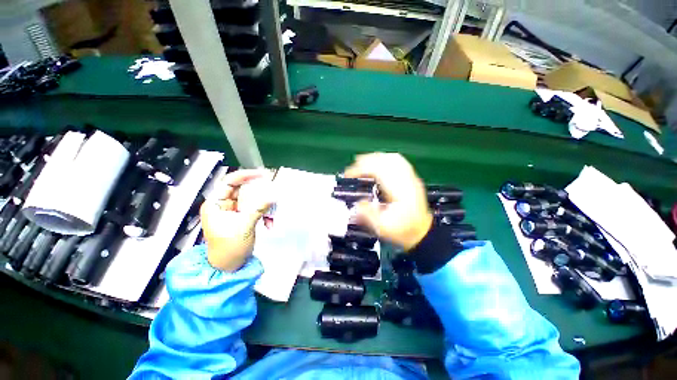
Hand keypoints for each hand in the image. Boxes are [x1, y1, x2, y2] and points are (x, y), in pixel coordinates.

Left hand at [200, 169, 272, 271]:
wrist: (229, 267)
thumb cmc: (229, 249)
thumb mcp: (244, 226)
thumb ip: (258, 209)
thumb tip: (273, 196)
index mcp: (216, 204)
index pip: (229, 182)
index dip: (245, 176)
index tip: (261, 174)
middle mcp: (224, 205)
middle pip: (243, 190)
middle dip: (259, 193)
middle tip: (272, 191)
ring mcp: (234, 211)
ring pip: (252, 200)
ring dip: (264, 206)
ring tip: (272, 214)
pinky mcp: (243, 217)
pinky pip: (256, 209)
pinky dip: (265, 214)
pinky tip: (269, 223)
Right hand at [344, 153, 432, 249]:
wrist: (421, 231)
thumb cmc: (403, 230)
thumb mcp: (383, 227)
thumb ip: (368, 214)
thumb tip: (358, 202)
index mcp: (399, 192)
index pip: (379, 171)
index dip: (362, 169)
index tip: (350, 174)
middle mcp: (406, 181)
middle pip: (386, 161)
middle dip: (367, 161)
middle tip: (353, 167)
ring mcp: (411, 178)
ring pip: (393, 159)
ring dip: (376, 158)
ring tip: (362, 162)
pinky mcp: (412, 178)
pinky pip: (399, 162)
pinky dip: (386, 159)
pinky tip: (379, 162)